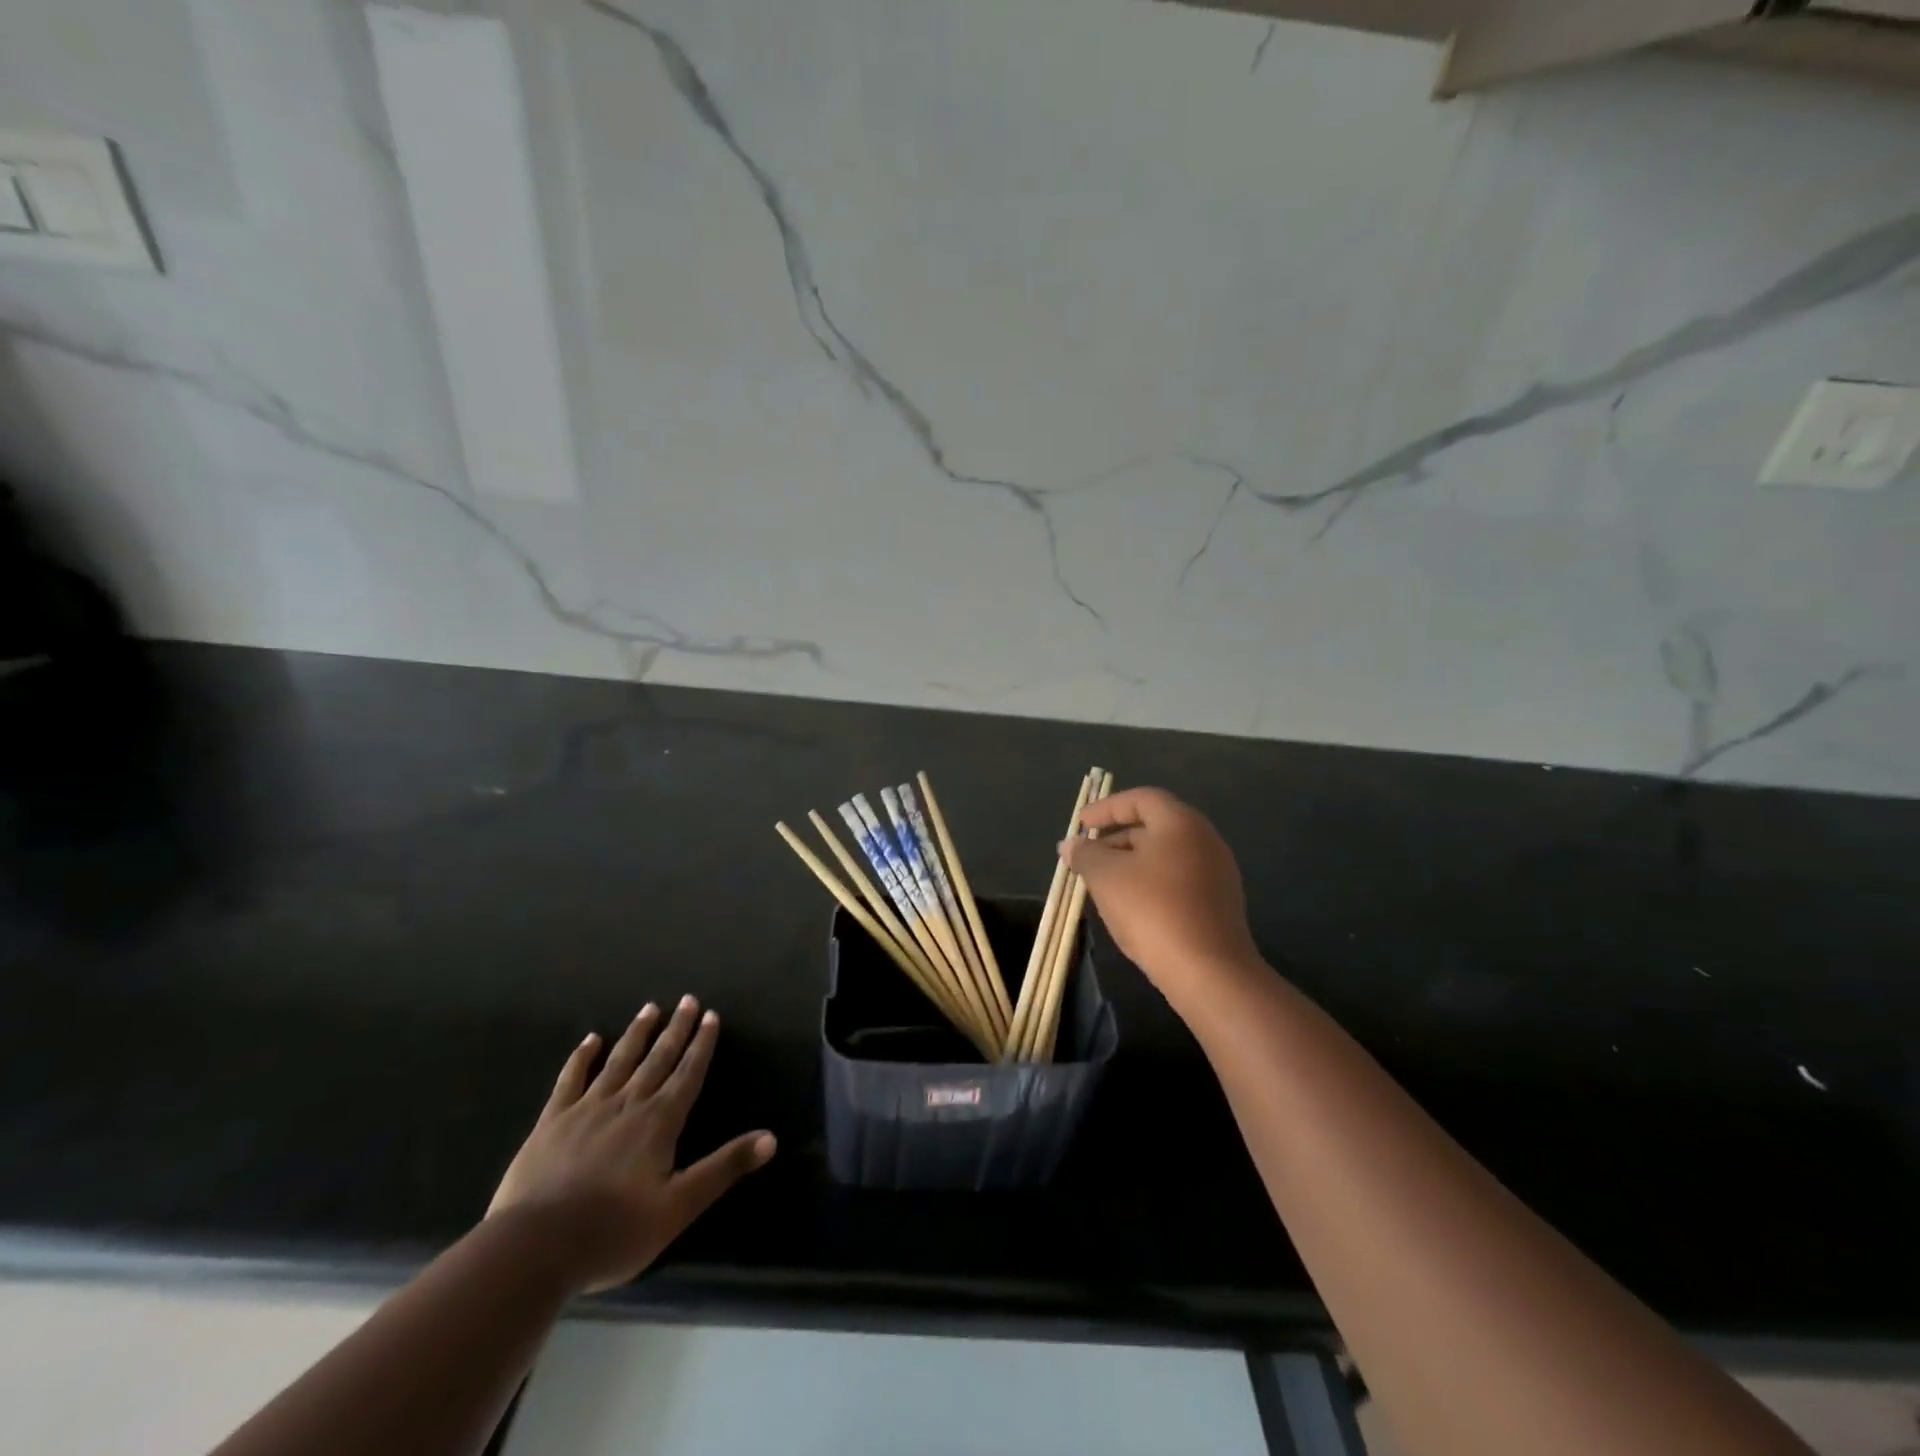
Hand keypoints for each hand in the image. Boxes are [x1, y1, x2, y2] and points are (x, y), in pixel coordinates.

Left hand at [487, 996, 775, 1293]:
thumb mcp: (679, 1207)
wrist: (533, 1249)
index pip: (688, 1073)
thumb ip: (724, 1167)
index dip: (702, 1045)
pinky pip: (570, 1080)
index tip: (711, 1016)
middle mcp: (628, 1103)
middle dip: (676, 1029)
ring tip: (650, 1008)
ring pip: (619, 1061)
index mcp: (659, 1121)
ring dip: (637, 1034)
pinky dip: (582, 1057)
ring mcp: (587, 1109)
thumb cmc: (614, 1232)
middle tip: (687, 1000)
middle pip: (657, 1059)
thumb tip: (771, 1138)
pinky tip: (591, 1040)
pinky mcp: (551, 1122)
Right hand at [1062, 787, 1260, 1009]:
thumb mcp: (1106, 877)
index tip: (1080, 825)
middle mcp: (1204, 839)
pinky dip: (1150, 882)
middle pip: (1153, 826)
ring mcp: (1217, 872)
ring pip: (1164, 856)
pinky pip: (1177, 879)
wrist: (1208, 972)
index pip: (1140, 798)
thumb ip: (1085, 854)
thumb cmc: (1152, 910)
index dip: (1106, 808)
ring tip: (1101, 883)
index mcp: (1180, 823)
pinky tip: (1130, 906)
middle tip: (1086, 856)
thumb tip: (1071, 845)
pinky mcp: (1219, 903)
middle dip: (1115, 838)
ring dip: (1130, 863)